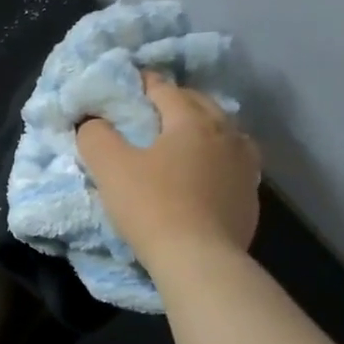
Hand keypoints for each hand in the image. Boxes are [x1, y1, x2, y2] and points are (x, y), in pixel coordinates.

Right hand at [75, 70, 260, 275]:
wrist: (199, 259)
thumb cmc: (152, 206)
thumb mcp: (108, 167)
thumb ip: (96, 135)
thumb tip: (93, 122)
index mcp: (192, 121)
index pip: (164, 89)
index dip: (141, 83)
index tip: (124, 85)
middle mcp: (226, 134)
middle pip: (199, 104)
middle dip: (174, 101)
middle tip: (148, 109)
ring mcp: (244, 165)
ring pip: (222, 131)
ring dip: (201, 128)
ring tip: (180, 138)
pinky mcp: (250, 195)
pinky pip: (231, 162)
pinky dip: (214, 157)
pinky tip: (201, 171)